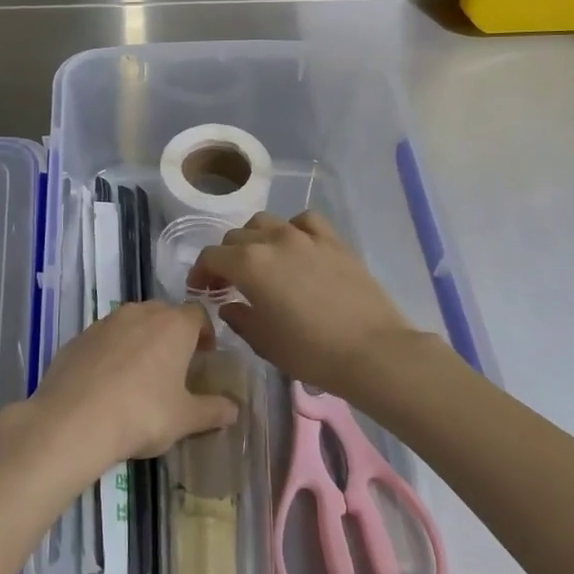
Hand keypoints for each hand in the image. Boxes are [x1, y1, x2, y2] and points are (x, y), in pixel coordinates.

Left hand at [26, 301, 238, 469]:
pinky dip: (112, 352)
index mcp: (174, 325)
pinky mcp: (79, 337)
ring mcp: (106, 322)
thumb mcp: (185, 419)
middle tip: (175, 366)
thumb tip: (235, 409)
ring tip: (140, 375)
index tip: (205, 356)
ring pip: (132, 323)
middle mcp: (141, 313)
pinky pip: (104, 338)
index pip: (198, 314)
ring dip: (141, 340)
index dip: (205, 333)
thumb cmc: (142, 414)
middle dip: (173, 335)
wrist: (74, 419)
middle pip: (165, 314)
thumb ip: (213, 411)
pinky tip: (107, 383)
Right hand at [190, 212, 419, 394]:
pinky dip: (292, 229)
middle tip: (228, 282)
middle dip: (225, 257)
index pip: (211, 256)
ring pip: (266, 222)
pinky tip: (296, 246)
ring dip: (254, 239)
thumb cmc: (312, 352)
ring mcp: (305, 236)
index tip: (202, 290)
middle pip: (236, 237)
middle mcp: (273, 241)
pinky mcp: (334, 241)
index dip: (201, 272)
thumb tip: (228, 304)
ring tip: (261, 261)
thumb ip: (240, 318)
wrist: (373, 352)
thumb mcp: (265, 342)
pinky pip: (304, 221)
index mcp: (249, 265)